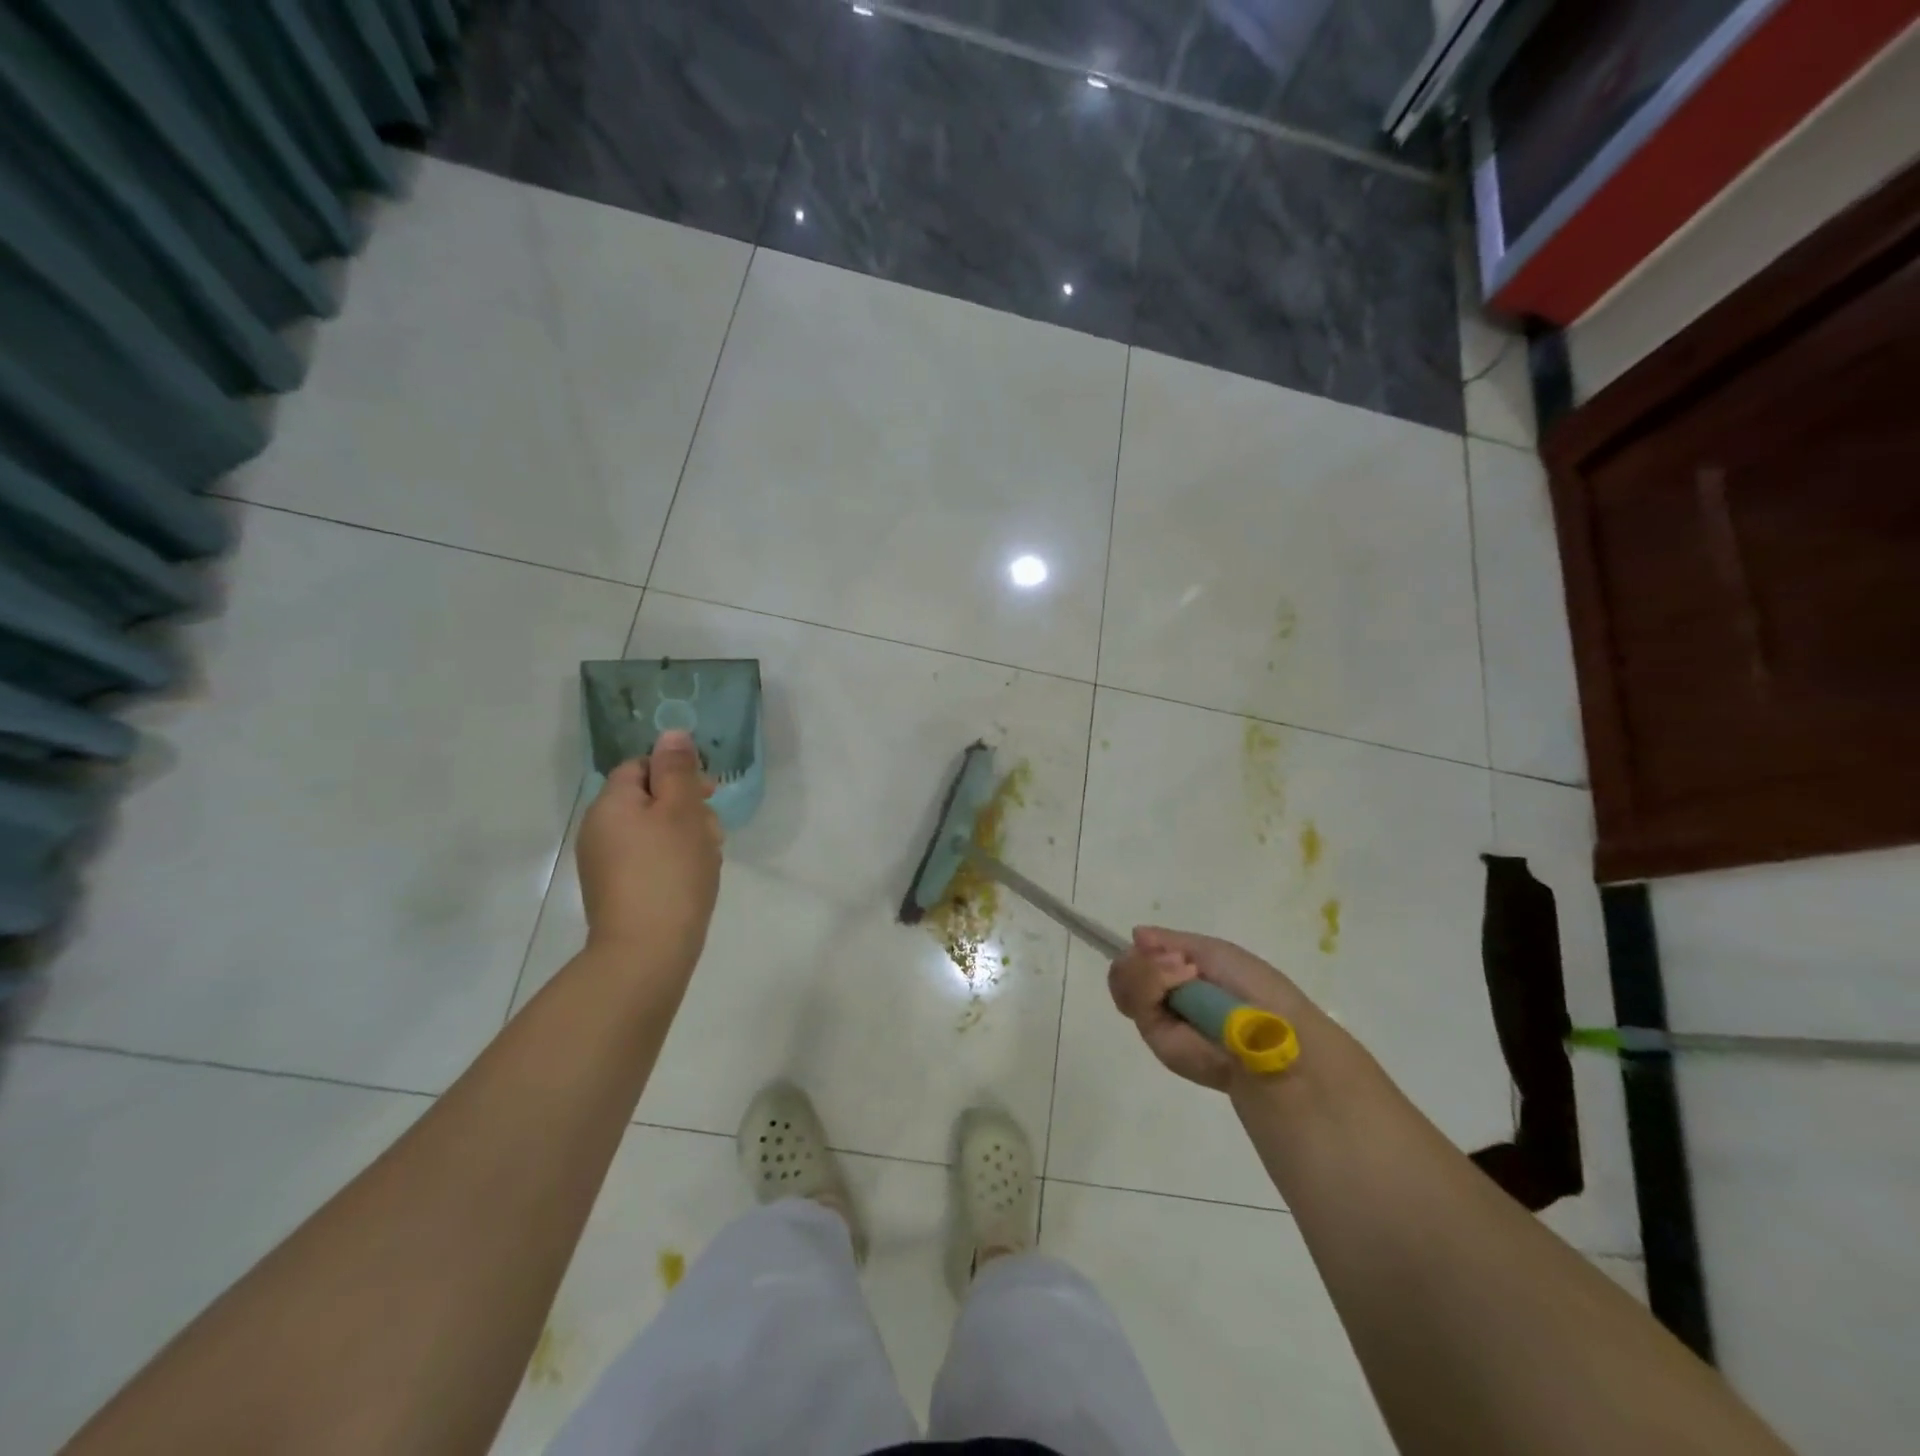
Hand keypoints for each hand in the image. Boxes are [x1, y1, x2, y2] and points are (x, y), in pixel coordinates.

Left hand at [576, 729, 722, 970]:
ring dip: (687, 835)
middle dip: (688, 808)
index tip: (709, 793)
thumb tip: (671, 734)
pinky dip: (674, 860)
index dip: (678, 773)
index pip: (642, 766)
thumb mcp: (682, 811)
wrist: (647, 950)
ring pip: (654, 830)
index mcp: (611, 803)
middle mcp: (599, 828)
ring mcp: (605, 862)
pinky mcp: (617, 889)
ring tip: (709, 859)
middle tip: (714, 832)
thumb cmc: (670, 871)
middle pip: (650, 798)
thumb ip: (677, 769)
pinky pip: (649, 858)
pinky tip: (694, 878)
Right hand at [1108, 927, 1331, 1091]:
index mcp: (1180, 978)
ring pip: (1122, 980)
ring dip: (1149, 968)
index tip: (1165, 947)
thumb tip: (1135, 934)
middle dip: (1144, 958)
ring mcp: (1157, 1018)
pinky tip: (1180, 982)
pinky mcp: (1154, 1036)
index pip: (1141, 959)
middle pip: (1124, 968)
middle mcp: (1164, 998)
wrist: (1270, 1031)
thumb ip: (1171, 941)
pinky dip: (1151, 981)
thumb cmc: (1254, 987)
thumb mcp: (1213, 951)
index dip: (1146, 949)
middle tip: (1178, 961)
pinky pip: (1132, 998)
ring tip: (1185, 974)